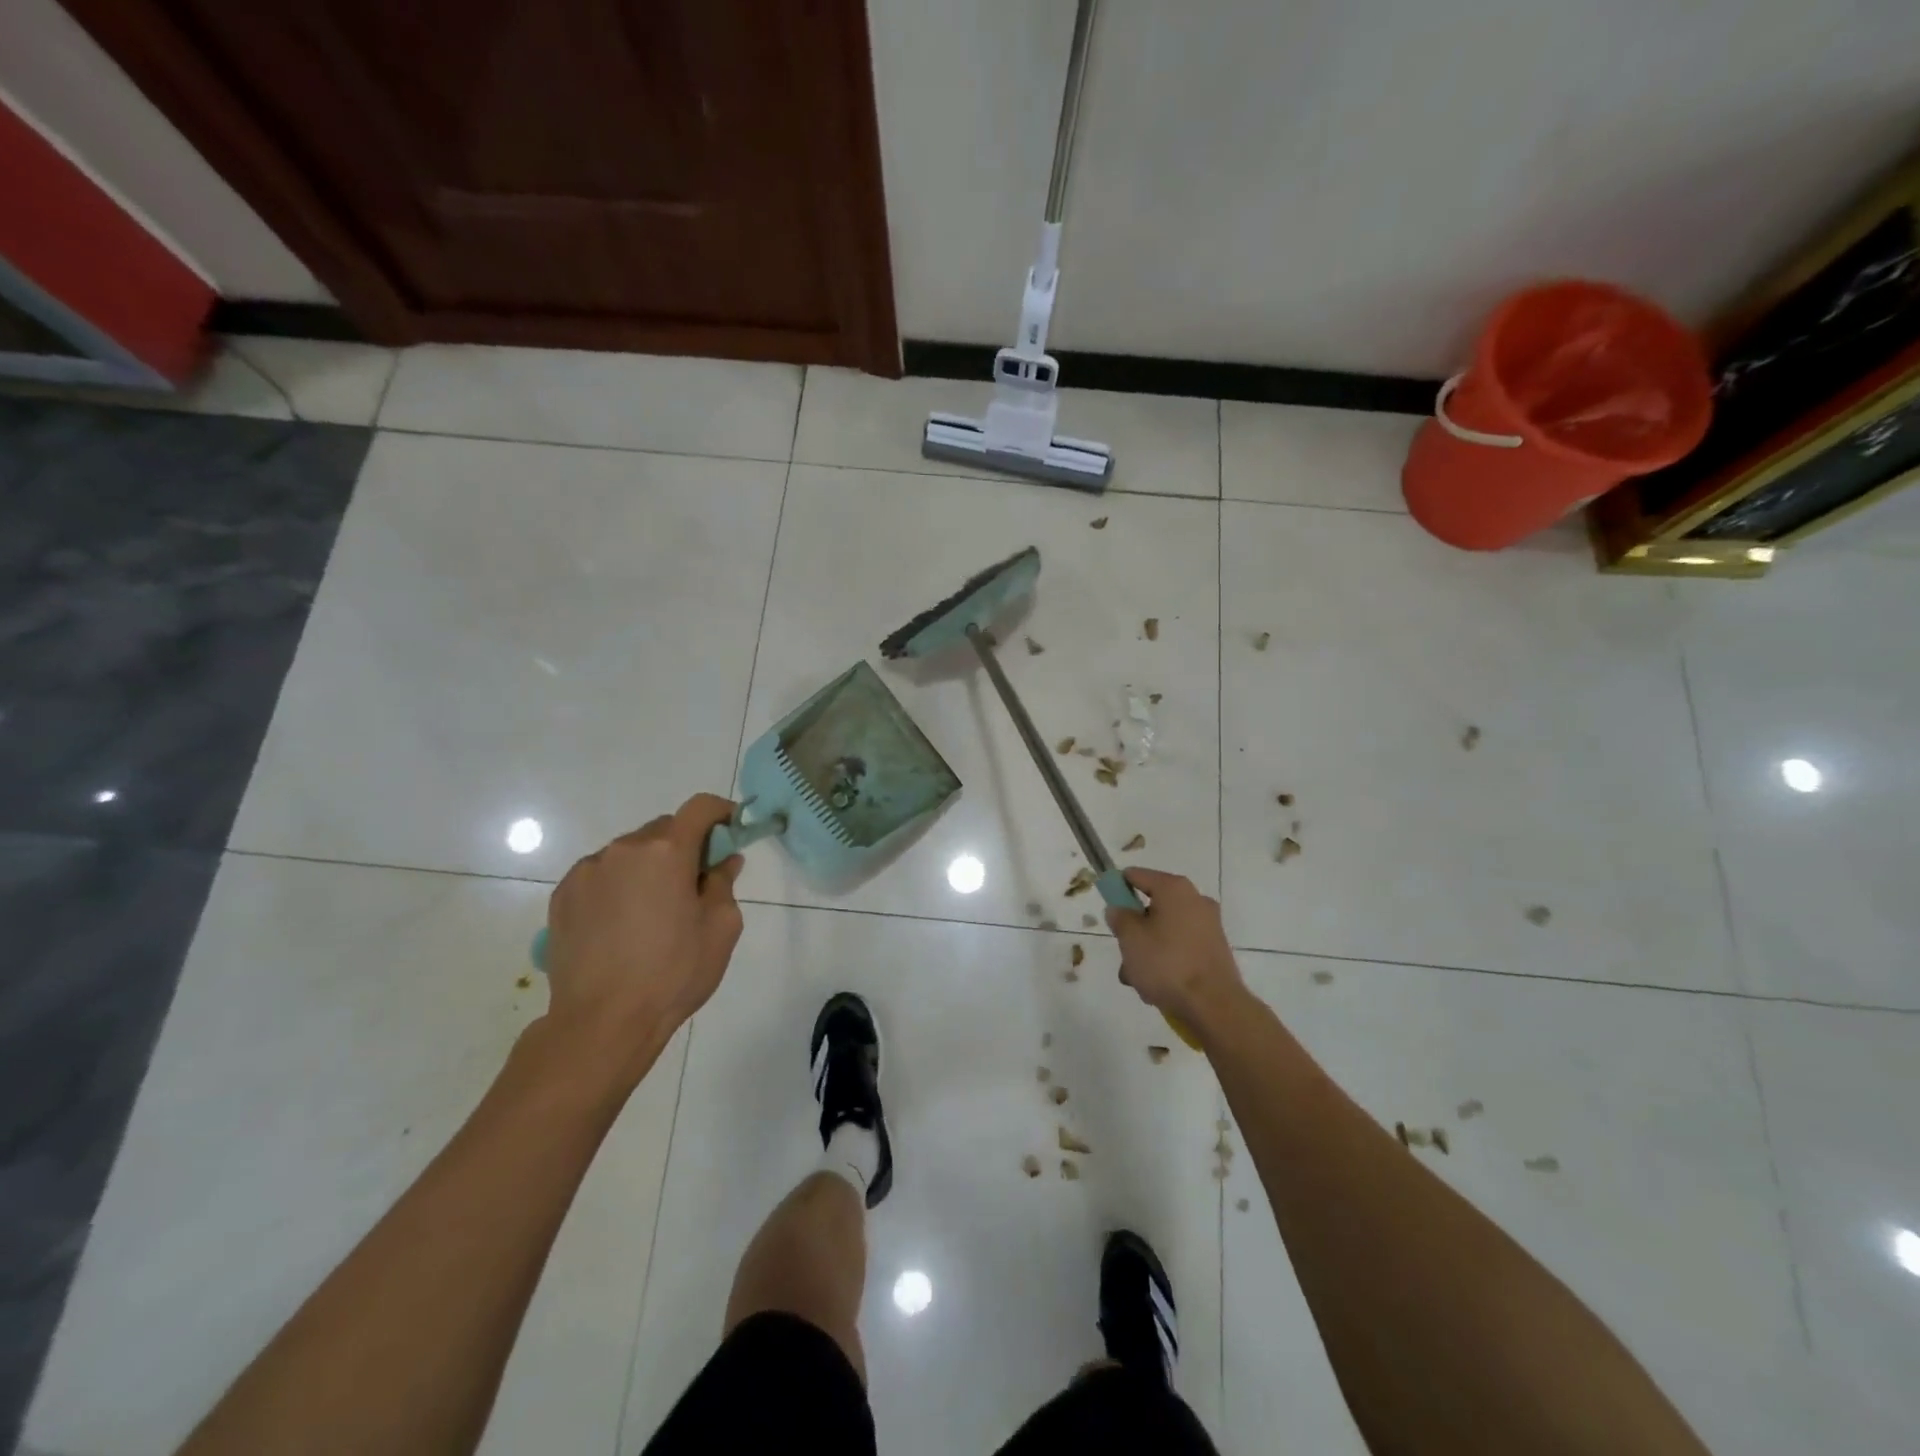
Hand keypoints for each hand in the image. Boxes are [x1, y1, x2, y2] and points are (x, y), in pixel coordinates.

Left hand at [542, 794, 744, 1079]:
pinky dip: (618, 885)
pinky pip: (601, 875)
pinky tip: (622, 924)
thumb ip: (724, 883)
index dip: (721, 812)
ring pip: (629, 853)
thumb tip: (723, 860)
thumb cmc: (673, 973)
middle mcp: (623, 849)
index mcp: (666, 851)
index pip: (699, 808)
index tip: (732, 829)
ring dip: (648, 867)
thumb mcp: (721, 928)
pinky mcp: (563, 896)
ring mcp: (587, 871)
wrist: (602, 1023)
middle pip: (663, 830)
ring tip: (653, 911)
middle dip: (684, 846)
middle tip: (695, 883)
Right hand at [1104, 867, 1246, 1032]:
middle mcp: (1195, 900)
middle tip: (1123, 952)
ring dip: (1147, 951)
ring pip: (1165, 931)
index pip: (1136, 875)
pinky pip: (1180, 948)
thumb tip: (1119, 909)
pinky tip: (1156, 986)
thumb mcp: (1130, 938)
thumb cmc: (1167, 963)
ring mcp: (1208, 926)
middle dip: (1133, 930)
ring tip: (1136, 979)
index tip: (1107, 906)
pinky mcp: (1214, 951)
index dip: (1117, 887)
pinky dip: (1166, 961)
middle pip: (1151, 907)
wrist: (1214, 1005)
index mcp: (1174, 888)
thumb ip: (1119, 917)